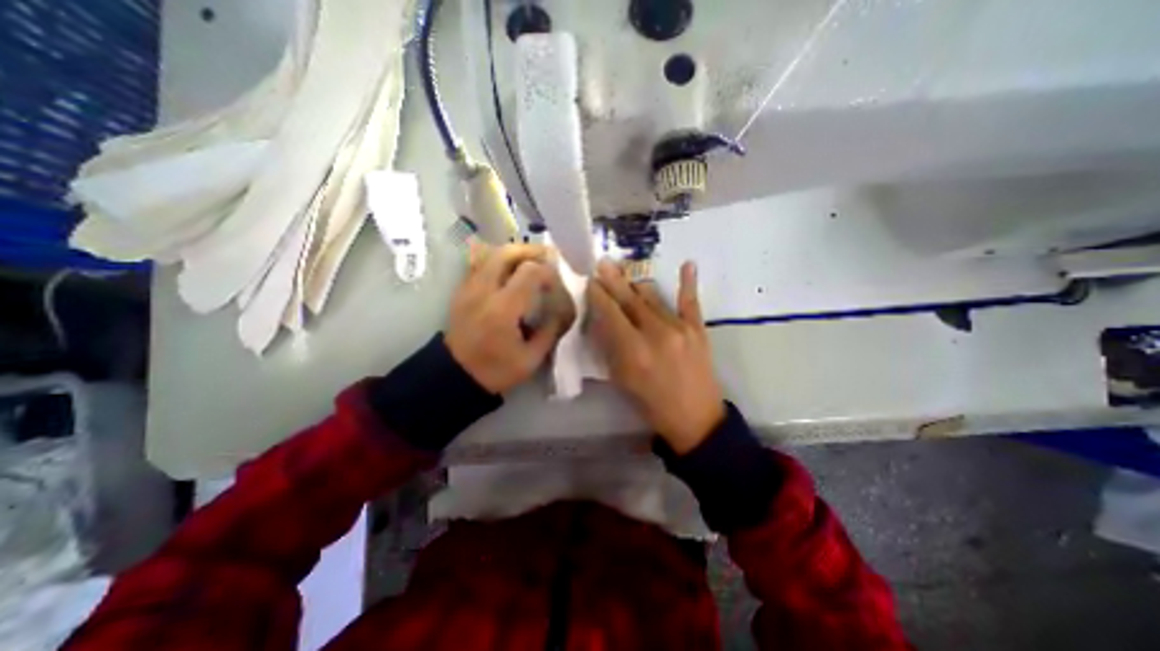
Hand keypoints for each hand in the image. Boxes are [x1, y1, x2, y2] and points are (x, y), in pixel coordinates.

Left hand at [445, 244, 574, 393]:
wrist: (455, 375)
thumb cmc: (495, 370)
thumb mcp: (531, 359)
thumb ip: (551, 331)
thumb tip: (564, 310)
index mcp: (503, 309)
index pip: (529, 272)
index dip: (548, 272)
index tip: (556, 284)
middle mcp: (484, 291)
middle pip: (507, 253)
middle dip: (531, 251)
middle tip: (547, 258)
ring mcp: (469, 288)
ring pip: (491, 253)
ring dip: (515, 253)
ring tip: (530, 262)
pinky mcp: (462, 290)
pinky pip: (480, 263)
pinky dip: (499, 260)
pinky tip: (510, 271)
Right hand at [590, 256, 721, 452]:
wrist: (695, 418)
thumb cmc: (652, 403)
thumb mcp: (622, 380)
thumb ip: (611, 348)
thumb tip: (602, 321)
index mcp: (633, 350)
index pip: (611, 313)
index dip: (599, 295)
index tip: (591, 282)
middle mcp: (656, 333)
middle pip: (630, 300)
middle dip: (614, 281)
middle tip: (603, 263)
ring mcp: (680, 328)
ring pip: (653, 298)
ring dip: (637, 285)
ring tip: (626, 272)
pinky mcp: (698, 329)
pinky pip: (691, 302)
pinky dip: (688, 282)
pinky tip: (688, 264)